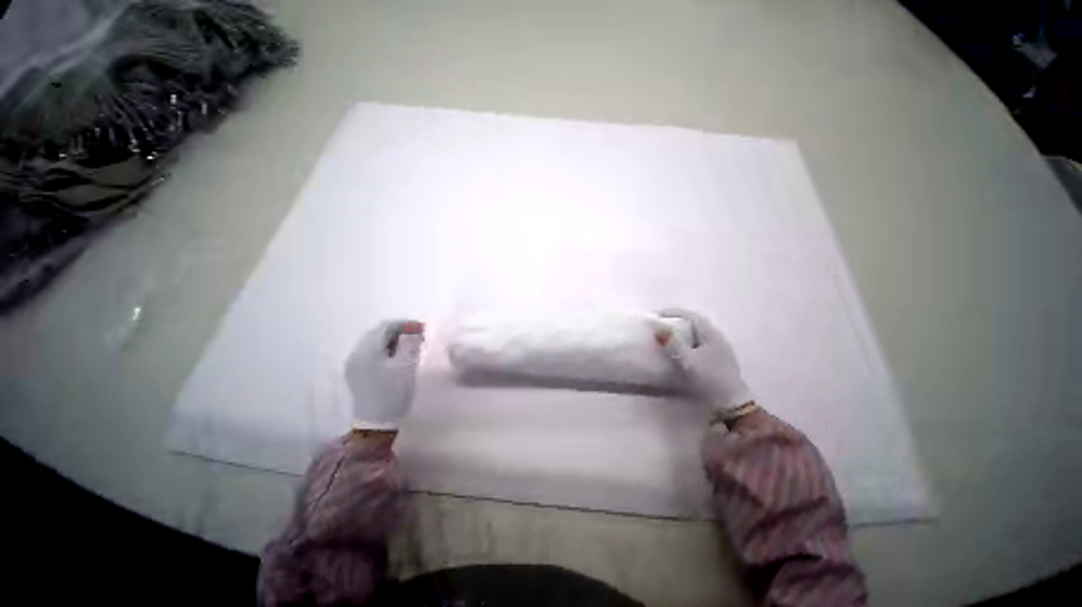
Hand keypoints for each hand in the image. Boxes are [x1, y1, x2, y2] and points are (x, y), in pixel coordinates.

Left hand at [345, 320, 424, 430]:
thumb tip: (414, 328)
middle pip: (378, 333)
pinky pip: (370, 353)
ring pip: (374, 343)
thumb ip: (410, 343)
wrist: (376, 423)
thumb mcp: (407, 365)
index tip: (421, 329)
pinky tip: (396, 359)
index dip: (404, 323)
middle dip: (398, 332)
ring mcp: (353, 364)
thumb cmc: (393, 391)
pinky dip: (385, 350)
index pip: (385, 326)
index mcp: (367, 349)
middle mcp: (356, 353)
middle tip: (417, 337)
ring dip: (392, 341)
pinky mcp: (355, 373)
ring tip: (409, 348)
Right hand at [655, 308, 756, 421]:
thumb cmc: (709, 379)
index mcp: (712, 335)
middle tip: (662, 325)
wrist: (731, 403)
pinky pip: (701, 343)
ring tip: (669, 337)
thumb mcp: (687, 360)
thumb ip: (672, 343)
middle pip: (696, 323)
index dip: (674, 312)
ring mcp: (721, 349)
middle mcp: (718, 338)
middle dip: (678, 321)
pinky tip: (682, 351)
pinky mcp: (720, 360)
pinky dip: (688, 341)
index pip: (692, 316)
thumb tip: (657, 326)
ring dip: (683, 332)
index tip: (658, 314)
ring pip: (699, 334)